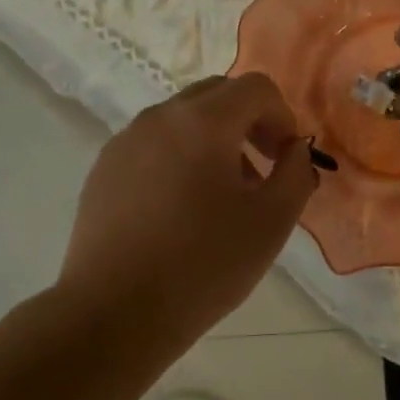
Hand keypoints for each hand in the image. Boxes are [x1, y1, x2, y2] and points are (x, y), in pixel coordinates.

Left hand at [58, 73, 316, 346]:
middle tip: (261, 171)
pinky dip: (178, 159)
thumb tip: (294, 150)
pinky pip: (151, 147)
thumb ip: (296, 173)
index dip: (282, 116)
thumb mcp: (272, 222)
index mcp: (203, 122)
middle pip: (216, 95)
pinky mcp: (103, 171)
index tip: (286, 159)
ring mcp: (124, 142)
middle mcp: (159, 118)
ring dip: (213, 142)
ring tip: (221, 198)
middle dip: (248, 123)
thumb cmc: (204, 265)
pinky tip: (179, 212)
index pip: (255, 88)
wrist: (115, 312)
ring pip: (181, 121)